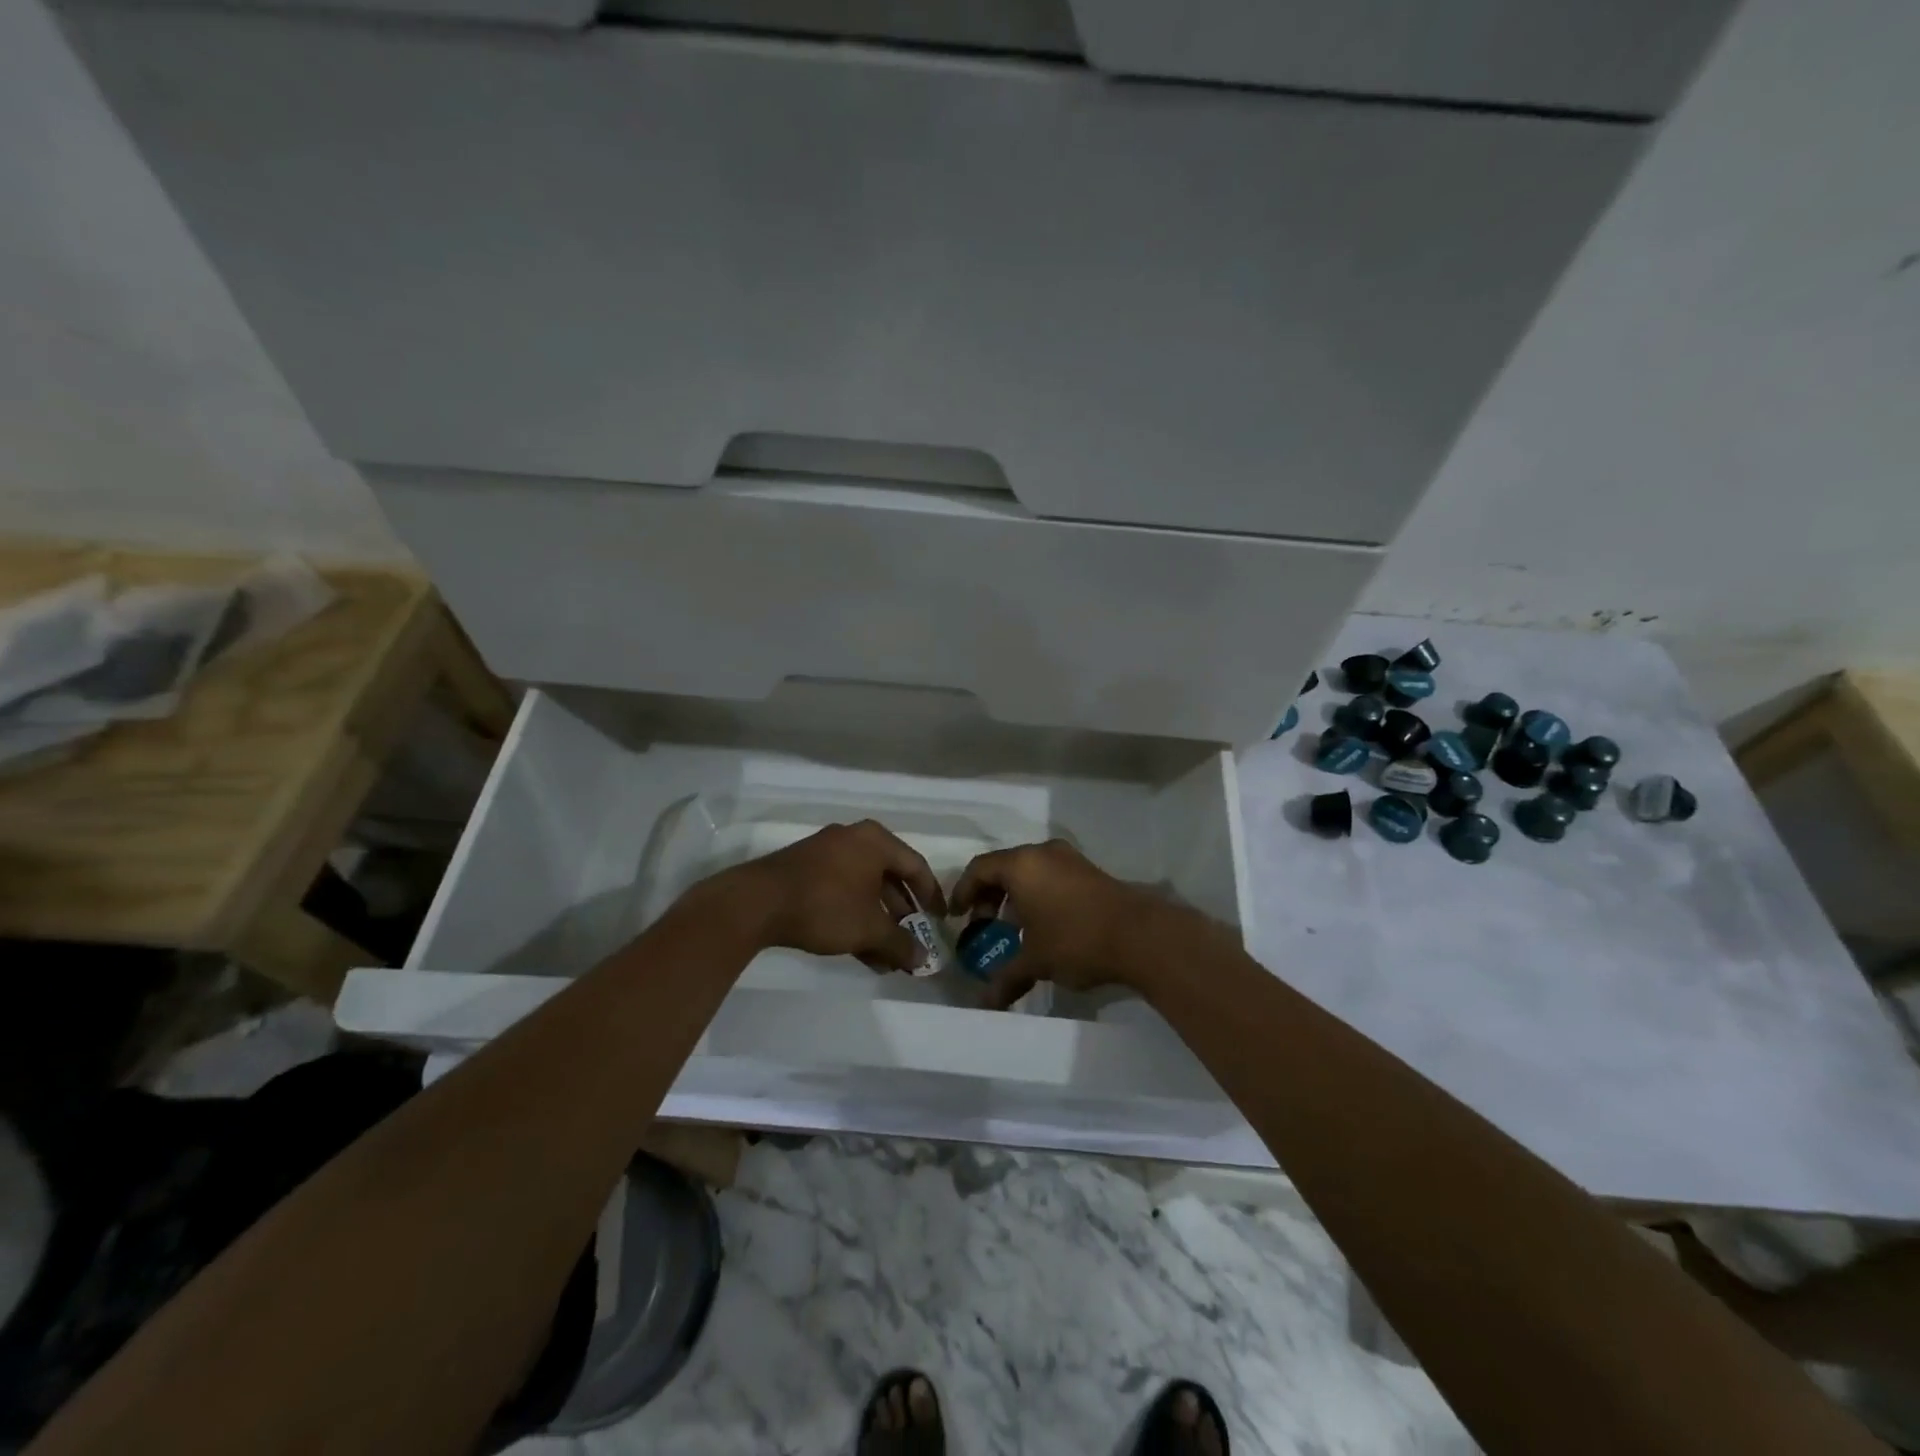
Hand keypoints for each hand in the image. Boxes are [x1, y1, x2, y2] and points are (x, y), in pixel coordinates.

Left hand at [719, 820, 945, 973]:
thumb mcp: (869, 929)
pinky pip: (842, 892)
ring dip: (879, 923)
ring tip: (888, 958)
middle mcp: (853, 839)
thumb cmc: (825, 906)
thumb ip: (900, 944)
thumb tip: (924, 960)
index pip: (916, 867)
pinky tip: (861, 952)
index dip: (933, 897)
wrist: (757, 902)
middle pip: (890, 878)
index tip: (941, 922)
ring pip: (864, 889)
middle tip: (913, 942)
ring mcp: (826, 853)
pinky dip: (855, 917)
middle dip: (903, 916)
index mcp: (876, 841)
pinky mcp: (805, 871)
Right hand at [951, 839, 1169, 1007]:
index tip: (957, 917)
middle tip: (983, 924)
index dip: (963, 892)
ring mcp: (1070, 859)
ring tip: (1014, 928)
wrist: (1142, 936)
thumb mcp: (1036, 961)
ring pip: (1030, 870)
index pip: (979, 869)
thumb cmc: (1076, 940)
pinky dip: (1038, 893)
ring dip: (1015, 895)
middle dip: (989, 895)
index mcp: (1022, 865)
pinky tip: (1044, 924)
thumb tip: (984, 1004)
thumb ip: (1006, 978)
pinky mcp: (1090, 871)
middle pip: (1004, 867)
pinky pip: (1051, 875)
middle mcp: (1043, 853)